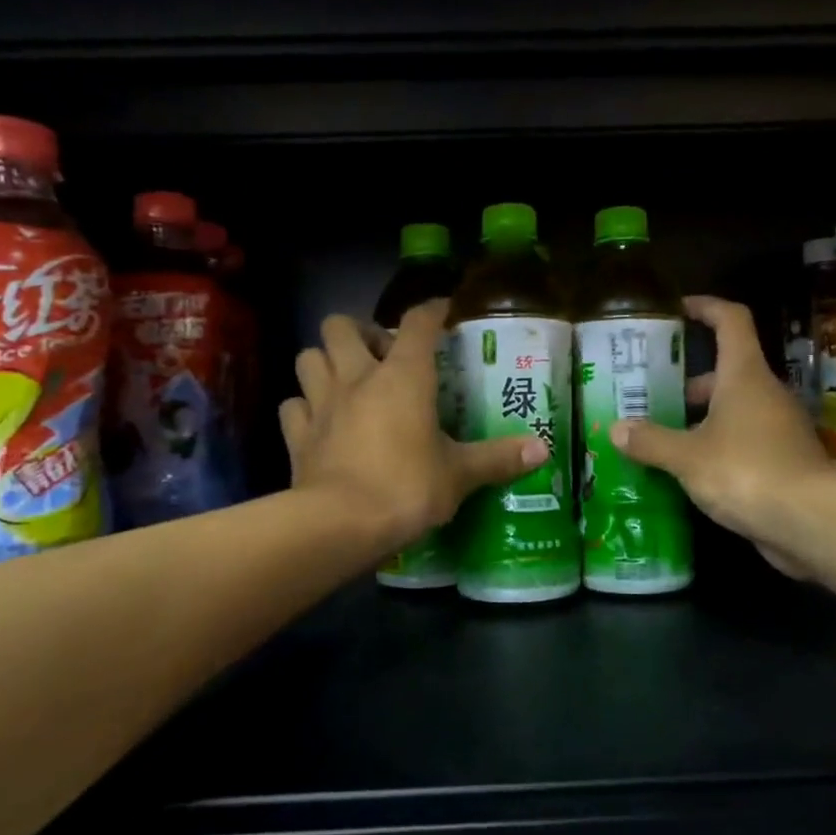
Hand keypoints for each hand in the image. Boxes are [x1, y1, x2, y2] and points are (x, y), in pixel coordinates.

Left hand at [280, 299, 545, 553]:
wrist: (340, 524)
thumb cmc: (407, 487)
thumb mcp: (459, 475)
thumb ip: (498, 458)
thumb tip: (542, 450)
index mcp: (403, 377)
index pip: (417, 323)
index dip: (430, 310)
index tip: (442, 310)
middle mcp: (357, 378)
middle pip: (340, 326)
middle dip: (358, 330)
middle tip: (379, 354)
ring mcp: (321, 404)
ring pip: (308, 357)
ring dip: (325, 361)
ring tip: (346, 380)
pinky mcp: (297, 435)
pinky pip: (293, 406)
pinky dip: (304, 407)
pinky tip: (319, 421)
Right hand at [612, 296, 830, 578]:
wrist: (811, 521)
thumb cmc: (745, 471)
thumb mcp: (687, 457)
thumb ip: (651, 441)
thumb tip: (617, 429)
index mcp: (744, 376)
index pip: (731, 321)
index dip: (706, 307)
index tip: (680, 308)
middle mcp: (766, 393)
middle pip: (728, 371)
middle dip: (691, 382)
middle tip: (654, 396)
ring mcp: (780, 427)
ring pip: (736, 409)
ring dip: (703, 419)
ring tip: (665, 438)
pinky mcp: (785, 460)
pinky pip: (745, 441)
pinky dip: (719, 447)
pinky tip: (692, 472)